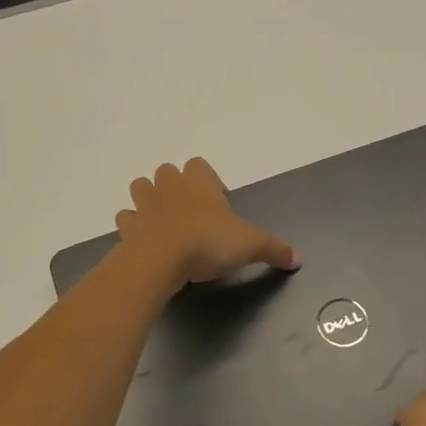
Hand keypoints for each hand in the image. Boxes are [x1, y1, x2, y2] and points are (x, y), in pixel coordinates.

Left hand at [116, 158, 299, 286]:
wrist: (162, 260)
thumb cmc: (209, 242)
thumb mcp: (251, 245)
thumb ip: (275, 249)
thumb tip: (299, 258)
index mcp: (199, 182)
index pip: (199, 166)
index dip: (207, 181)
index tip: (217, 204)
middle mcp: (169, 186)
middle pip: (167, 172)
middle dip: (176, 186)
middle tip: (192, 213)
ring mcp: (144, 205)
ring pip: (141, 188)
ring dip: (150, 200)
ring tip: (164, 222)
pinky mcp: (128, 228)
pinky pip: (126, 219)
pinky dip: (133, 227)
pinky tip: (145, 241)